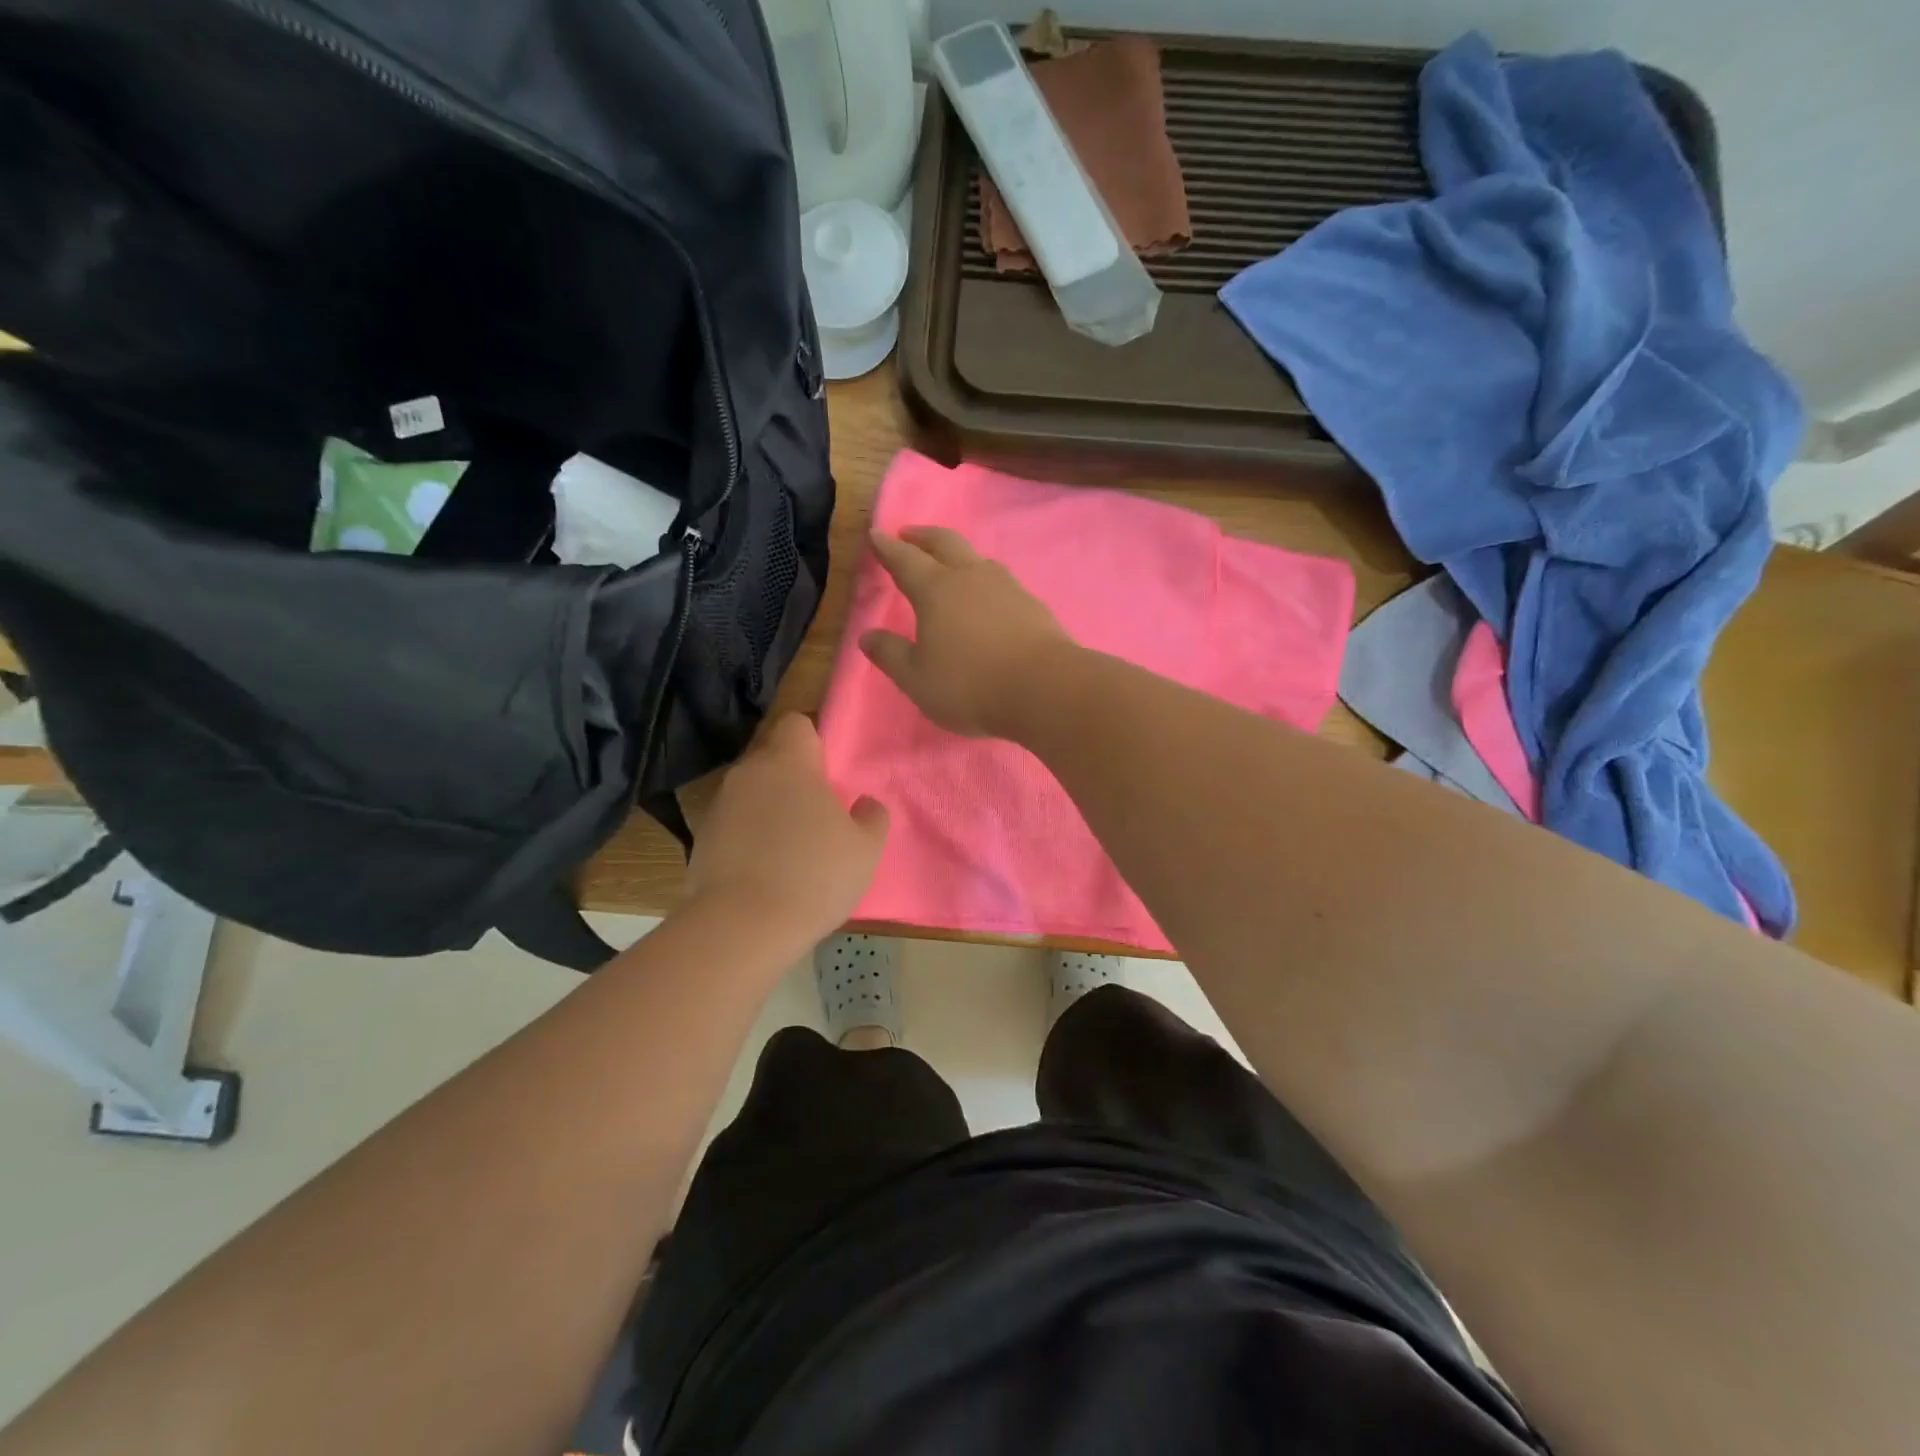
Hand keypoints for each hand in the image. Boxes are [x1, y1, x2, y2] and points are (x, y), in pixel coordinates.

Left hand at [688, 713, 887, 938]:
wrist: (742, 927)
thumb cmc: (814, 875)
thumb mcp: (865, 849)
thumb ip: (872, 817)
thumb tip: (865, 804)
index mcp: (788, 763)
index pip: (797, 723)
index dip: (815, 740)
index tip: (830, 771)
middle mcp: (748, 773)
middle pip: (772, 757)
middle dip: (793, 776)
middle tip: (818, 812)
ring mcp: (719, 805)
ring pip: (751, 791)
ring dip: (769, 806)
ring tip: (791, 845)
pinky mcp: (701, 838)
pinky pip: (734, 823)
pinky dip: (748, 835)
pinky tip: (764, 869)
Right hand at [861, 527, 1072, 738]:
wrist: (1045, 689)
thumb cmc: (970, 684)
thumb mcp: (917, 678)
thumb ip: (890, 655)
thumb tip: (867, 636)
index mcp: (936, 590)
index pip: (905, 560)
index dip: (888, 548)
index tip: (876, 535)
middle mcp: (971, 577)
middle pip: (945, 543)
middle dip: (923, 536)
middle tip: (909, 534)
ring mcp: (1007, 587)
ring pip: (977, 559)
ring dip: (958, 555)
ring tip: (950, 564)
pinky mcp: (1032, 605)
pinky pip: (1001, 582)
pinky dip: (984, 580)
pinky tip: (987, 597)